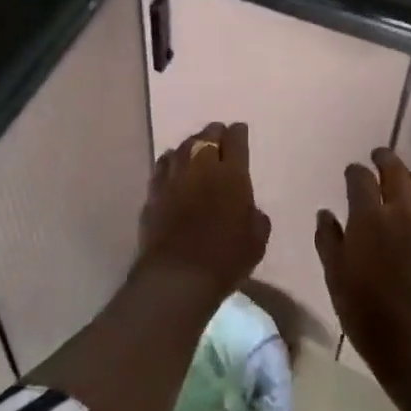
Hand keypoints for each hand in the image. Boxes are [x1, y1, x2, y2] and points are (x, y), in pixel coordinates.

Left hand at [135, 122, 270, 302]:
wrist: (177, 278)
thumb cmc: (225, 259)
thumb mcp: (257, 240)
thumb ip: (256, 216)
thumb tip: (250, 209)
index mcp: (232, 173)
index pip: (236, 139)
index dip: (239, 133)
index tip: (240, 132)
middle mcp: (202, 165)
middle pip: (208, 135)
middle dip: (216, 133)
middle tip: (220, 139)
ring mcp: (174, 176)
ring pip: (183, 146)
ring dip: (193, 144)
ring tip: (197, 150)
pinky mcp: (153, 191)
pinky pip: (164, 165)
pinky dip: (172, 161)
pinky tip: (174, 168)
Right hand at [315, 148, 410, 394]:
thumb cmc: (366, 314)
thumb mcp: (335, 278)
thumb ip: (328, 240)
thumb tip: (326, 213)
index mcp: (369, 218)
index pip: (361, 179)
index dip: (355, 171)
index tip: (351, 171)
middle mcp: (400, 213)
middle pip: (395, 171)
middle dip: (385, 159)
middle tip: (378, 155)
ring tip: (405, 177)